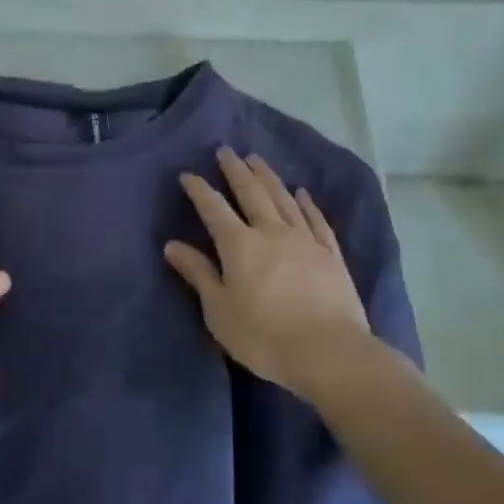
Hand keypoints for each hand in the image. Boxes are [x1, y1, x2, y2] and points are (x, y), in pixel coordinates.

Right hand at [165, 148, 369, 398]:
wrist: (330, 353)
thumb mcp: (220, 311)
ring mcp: (304, 240)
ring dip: (268, 176)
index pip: (213, 208)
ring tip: (257, 159)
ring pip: (283, 198)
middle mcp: (271, 231)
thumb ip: (198, 274)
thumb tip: (172, 245)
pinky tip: (302, 193)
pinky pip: (316, 220)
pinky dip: (307, 204)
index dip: (199, 190)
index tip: (188, 174)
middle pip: (251, 192)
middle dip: (235, 170)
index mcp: (239, 245)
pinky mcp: (331, 255)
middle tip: (226, 150)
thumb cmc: (265, 337)